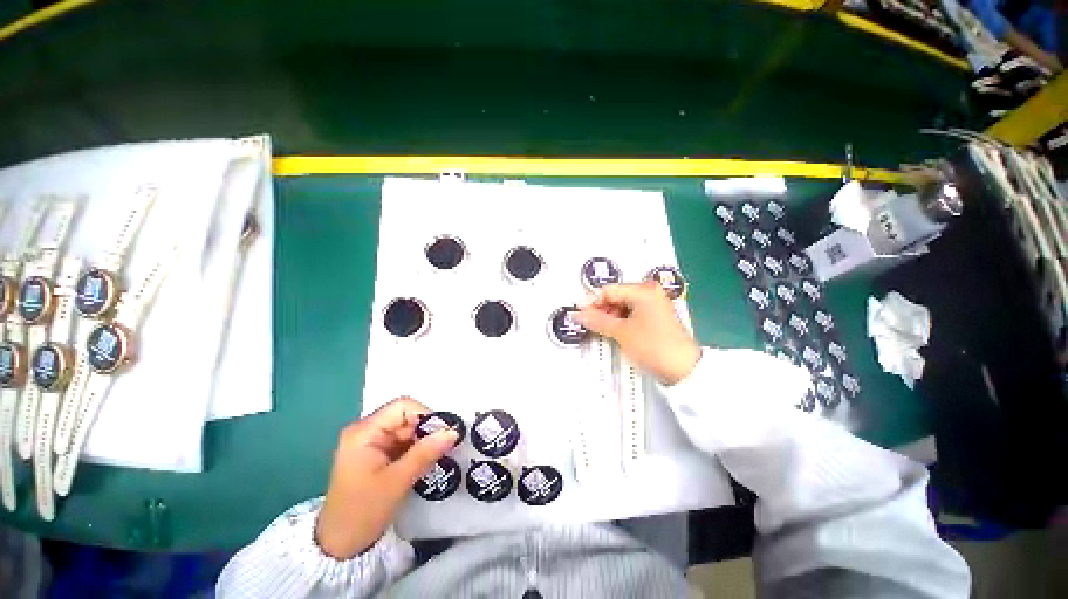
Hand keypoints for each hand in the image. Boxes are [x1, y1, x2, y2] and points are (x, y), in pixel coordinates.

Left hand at [315, 397, 458, 558]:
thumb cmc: (362, 513)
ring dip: (423, 441)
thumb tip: (453, 431)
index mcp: (364, 432)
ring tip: (438, 456)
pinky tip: (426, 462)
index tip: (444, 432)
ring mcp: (371, 443)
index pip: (402, 407)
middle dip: (426, 430)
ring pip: (407, 430)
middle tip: (445, 446)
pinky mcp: (377, 454)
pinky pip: (403, 442)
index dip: (426, 415)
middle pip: (406, 417)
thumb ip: (425, 453)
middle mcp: (366, 431)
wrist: (339, 548)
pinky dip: (417, 450)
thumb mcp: (396, 482)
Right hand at [573, 282, 701, 384]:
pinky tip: (612, 332)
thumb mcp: (621, 332)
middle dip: (600, 310)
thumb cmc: (652, 346)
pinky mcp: (655, 317)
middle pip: (616, 297)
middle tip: (588, 324)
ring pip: (622, 306)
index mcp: (643, 290)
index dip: (592, 302)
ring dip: (609, 317)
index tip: (579, 314)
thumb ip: (597, 320)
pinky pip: (631, 314)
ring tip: (599, 330)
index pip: (609, 290)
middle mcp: (650, 292)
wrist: (683, 370)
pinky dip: (620, 322)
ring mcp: (654, 305)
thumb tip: (577, 314)